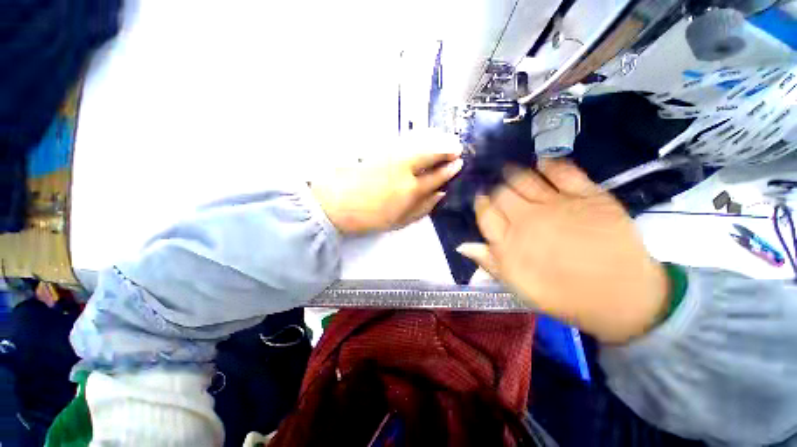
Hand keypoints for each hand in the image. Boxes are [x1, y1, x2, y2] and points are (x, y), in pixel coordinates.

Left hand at [311, 149, 462, 234]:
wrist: (336, 203)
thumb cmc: (370, 217)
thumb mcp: (400, 221)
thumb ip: (423, 208)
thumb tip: (440, 194)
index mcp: (410, 189)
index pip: (437, 175)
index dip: (450, 168)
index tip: (459, 162)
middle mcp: (404, 168)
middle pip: (431, 153)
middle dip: (446, 148)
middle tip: (456, 147)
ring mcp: (391, 155)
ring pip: (418, 143)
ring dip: (434, 140)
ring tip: (444, 140)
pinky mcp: (379, 149)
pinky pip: (404, 140)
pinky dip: (417, 138)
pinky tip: (422, 139)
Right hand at [456, 160, 668, 343]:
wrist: (622, 298)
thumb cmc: (564, 296)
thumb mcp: (518, 287)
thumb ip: (489, 262)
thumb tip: (462, 246)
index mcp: (509, 242)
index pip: (485, 213)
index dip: (481, 203)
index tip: (482, 201)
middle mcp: (528, 218)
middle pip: (501, 193)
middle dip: (496, 189)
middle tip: (497, 189)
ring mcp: (558, 204)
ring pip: (524, 178)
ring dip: (513, 173)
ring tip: (510, 171)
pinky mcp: (588, 196)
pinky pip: (563, 171)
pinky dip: (550, 163)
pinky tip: (542, 162)